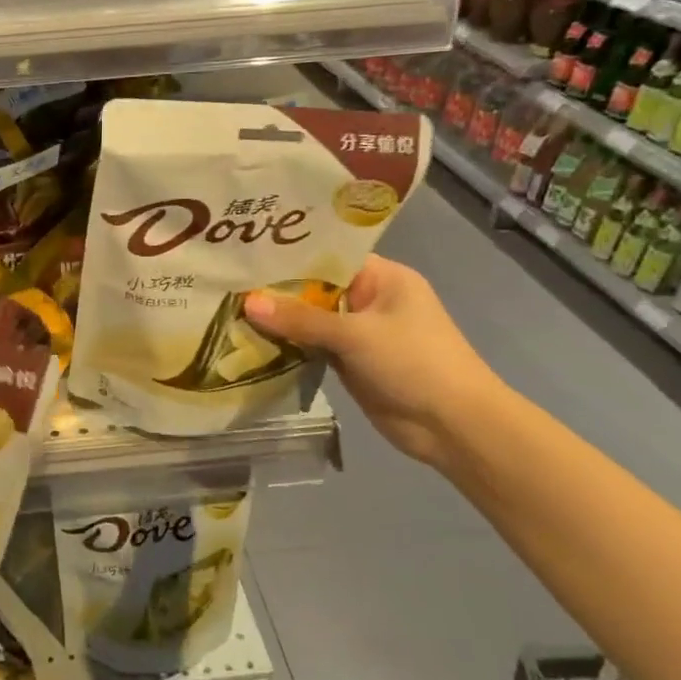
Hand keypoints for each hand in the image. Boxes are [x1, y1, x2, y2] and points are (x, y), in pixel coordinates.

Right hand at [246, 256, 503, 466]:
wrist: (453, 426)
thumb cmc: (414, 363)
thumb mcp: (355, 335)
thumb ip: (300, 319)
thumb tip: (246, 303)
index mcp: (382, 277)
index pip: (328, 255)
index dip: (289, 254)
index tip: (247, 253)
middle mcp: (369, 299)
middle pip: (314, 288)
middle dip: (276, 289)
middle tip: (227, 281)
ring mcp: (359, 332)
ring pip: (310, 319)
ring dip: (278, 319)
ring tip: (227, 306)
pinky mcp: (349, 361)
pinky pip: (311, 345)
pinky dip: (288, 344)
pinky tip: (250, 339)